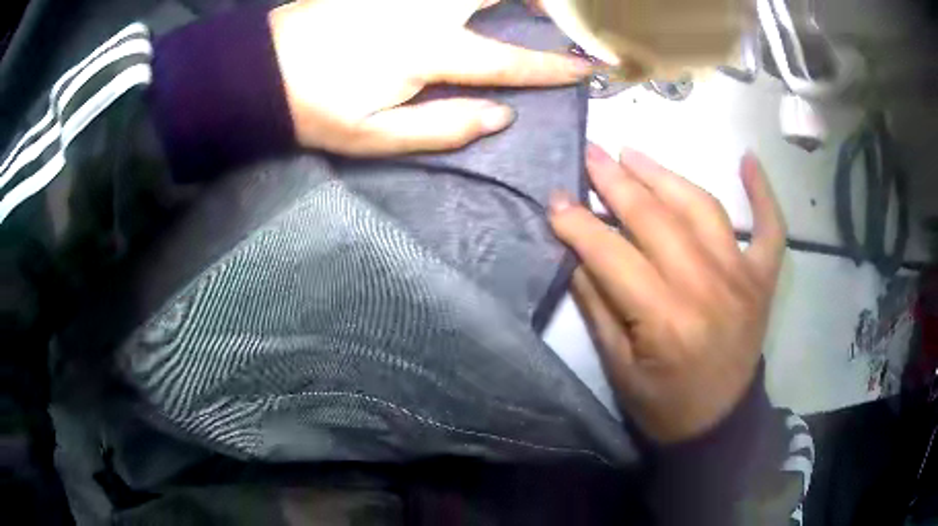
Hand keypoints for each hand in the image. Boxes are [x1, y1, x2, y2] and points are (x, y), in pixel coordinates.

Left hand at [269, 0, 590, 155]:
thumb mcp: (376, 137)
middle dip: (543, 0)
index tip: (587, 68)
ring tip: (528, 4)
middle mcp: (425, 9)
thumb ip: (444, 128)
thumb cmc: (314, 109)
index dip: (552, 66)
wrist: (260, 72)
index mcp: (427, 52)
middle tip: (565, 11)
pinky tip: (473, 1)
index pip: (508, 61)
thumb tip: (502, 117)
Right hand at [549, 146, 786, 443]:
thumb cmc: (663, 405)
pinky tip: (748, 159)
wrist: (719, 423)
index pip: (612, 255)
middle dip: (616, 182)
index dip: (578, 223)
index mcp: (666, 319)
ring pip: (703, 208)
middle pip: (656, 219)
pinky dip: (763, 192)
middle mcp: (707, 287)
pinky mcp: (763, 278)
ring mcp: (742, 276)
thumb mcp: (617, 366)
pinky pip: (770, 227)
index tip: (555, 198)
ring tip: (634, 153)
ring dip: (665, 175)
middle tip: (591, 154)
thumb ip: (597, 304)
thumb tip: (577, 251)